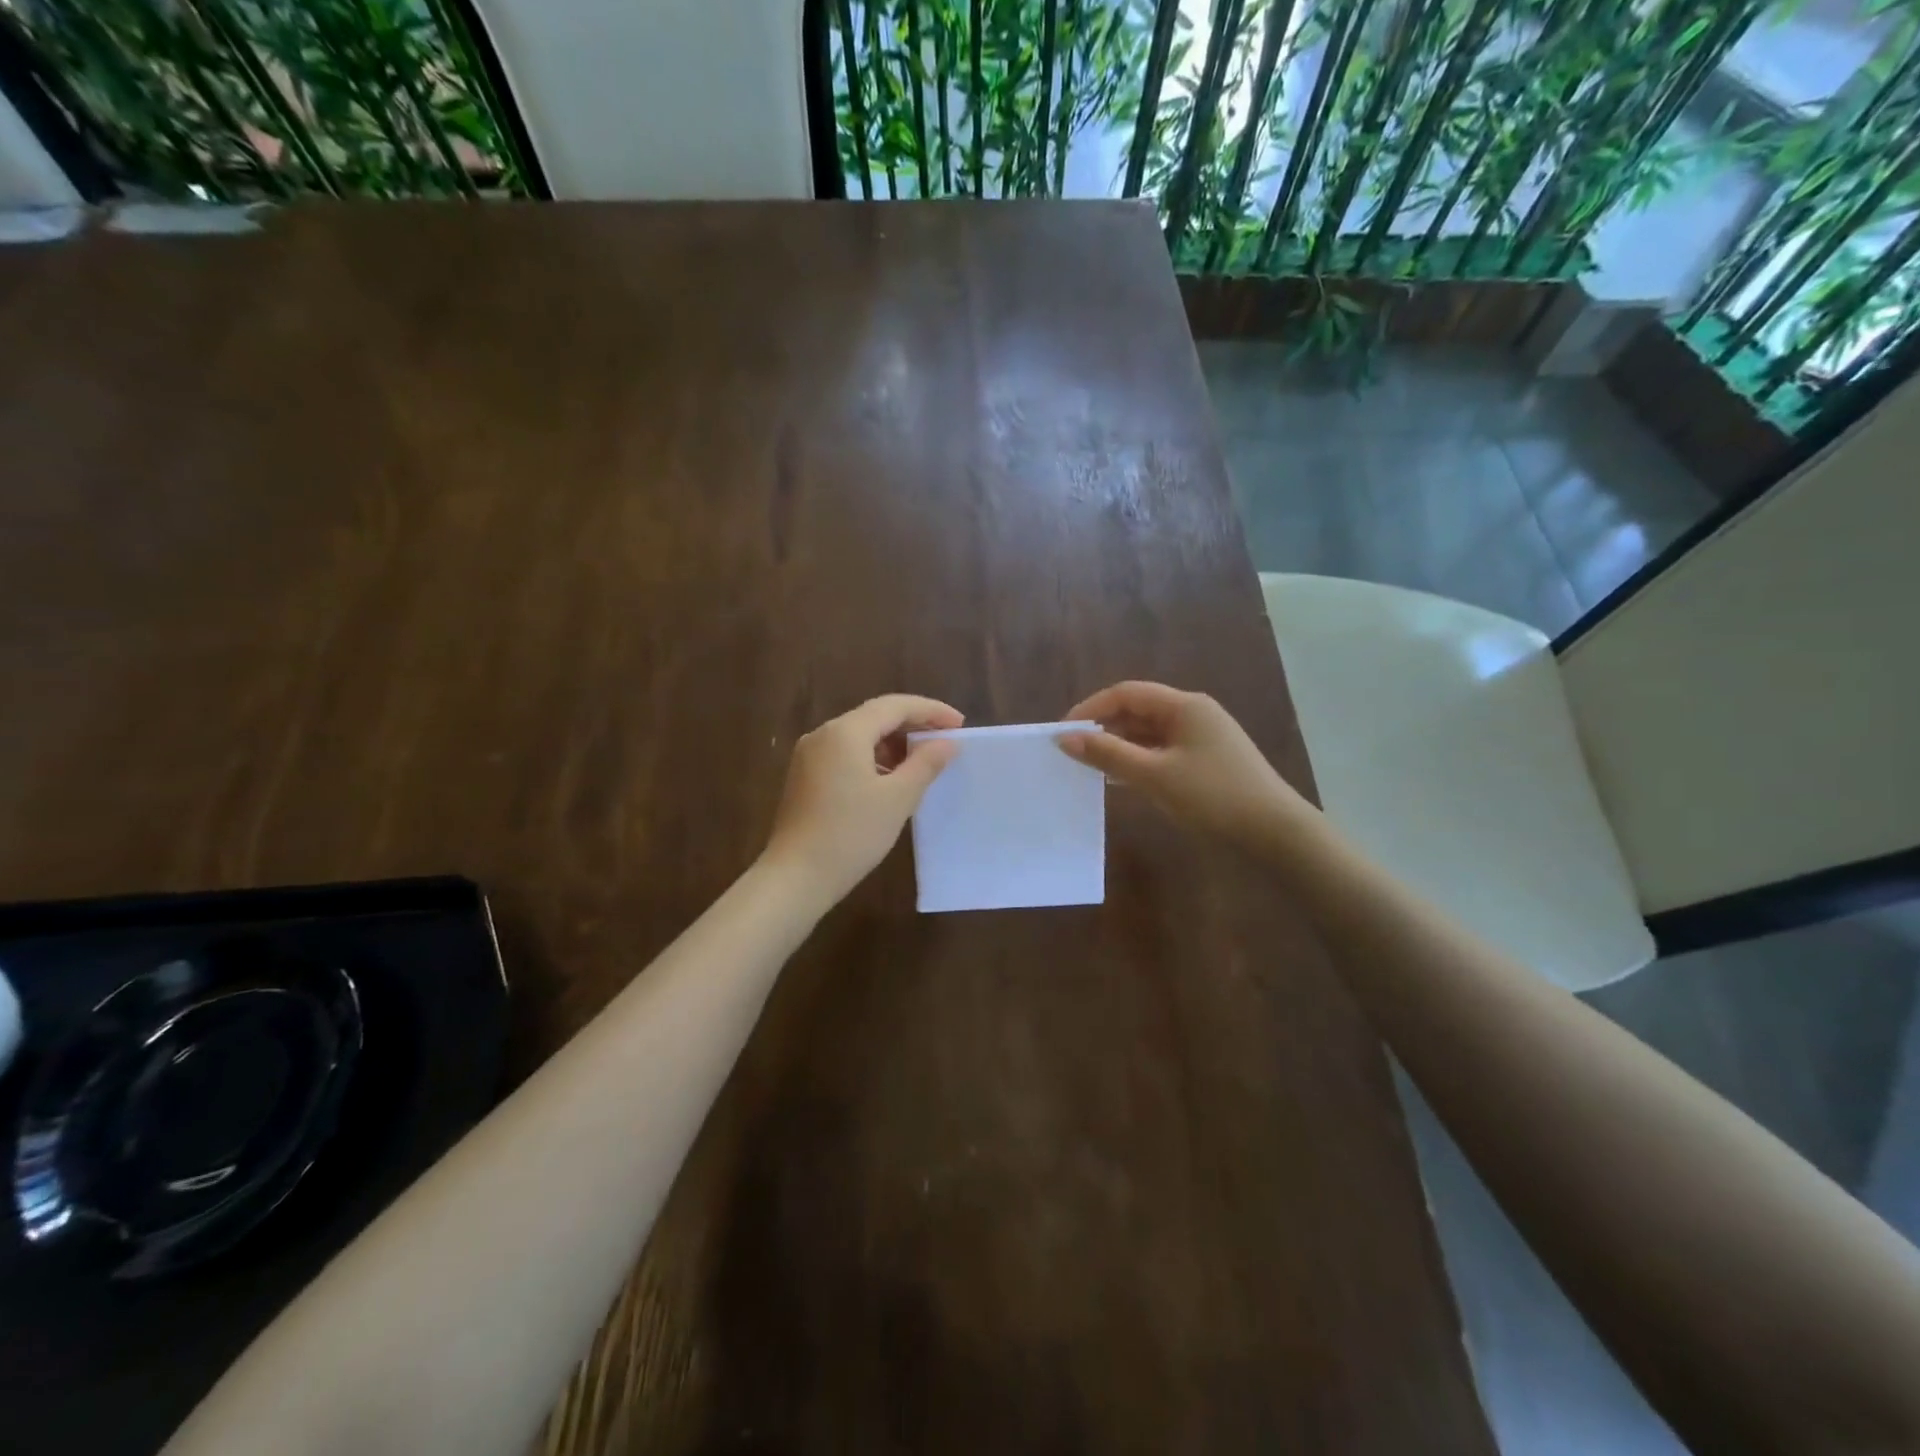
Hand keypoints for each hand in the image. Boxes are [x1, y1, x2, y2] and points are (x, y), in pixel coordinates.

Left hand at [763, 695, 962, 905]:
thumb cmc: (851, 834)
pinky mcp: (805, 777)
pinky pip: (845, 754)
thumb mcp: (897, 798)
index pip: (895, 706)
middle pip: (875, 716)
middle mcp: (823, 735)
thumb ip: (925, 764)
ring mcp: (809, 756)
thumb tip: (947, 743)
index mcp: (845, 732)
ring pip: (859, 736)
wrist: (795, 877)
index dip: (930, 711)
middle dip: (912, 725)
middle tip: (946, 740)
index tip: (960, 724)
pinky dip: (873, 758)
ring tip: (923, 762)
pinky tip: (890, 779)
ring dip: (893, 743)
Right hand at [1058, 681, 1318, 854]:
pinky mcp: (1206, 762)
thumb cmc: (1213, 796)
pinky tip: (1120, 780)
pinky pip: (1162, 752)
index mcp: (1184, 706)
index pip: (1126, 693)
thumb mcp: (1155, 775)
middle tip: (1072, 752)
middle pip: (1137, 710)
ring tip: (1089, 766)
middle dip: (1103, 727)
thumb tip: (1065, 738)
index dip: (1090, 709)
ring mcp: (1202, 739)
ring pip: (1149, 734)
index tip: (1063, 734)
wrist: (1275, 833)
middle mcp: (1193, 714)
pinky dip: (1138, 761)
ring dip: (1119, 746)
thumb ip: (1108, 754)